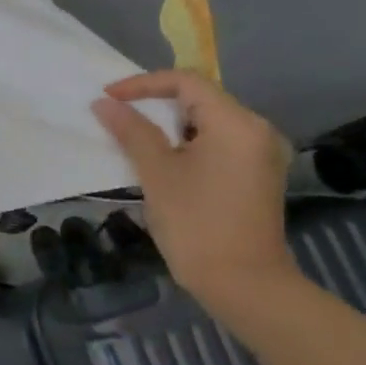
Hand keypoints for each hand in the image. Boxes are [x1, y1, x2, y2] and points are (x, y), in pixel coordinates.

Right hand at [91, 70, 297, 305]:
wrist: (242, 282)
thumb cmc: (196, 222)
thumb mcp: (156, 172)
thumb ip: (131, 131)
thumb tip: (104, 103)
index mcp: (237, 124)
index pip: (186, 82)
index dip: (142, 84)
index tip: (107, 98)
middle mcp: (257, 131)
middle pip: (201, 98)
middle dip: (155, 103)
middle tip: (116, 115)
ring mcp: (261, 154)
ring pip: (208, 121)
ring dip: (168, 124)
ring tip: (132, 135)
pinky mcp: (257, 174)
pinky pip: (218, 142)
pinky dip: (186, 142)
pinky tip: (162, 158)